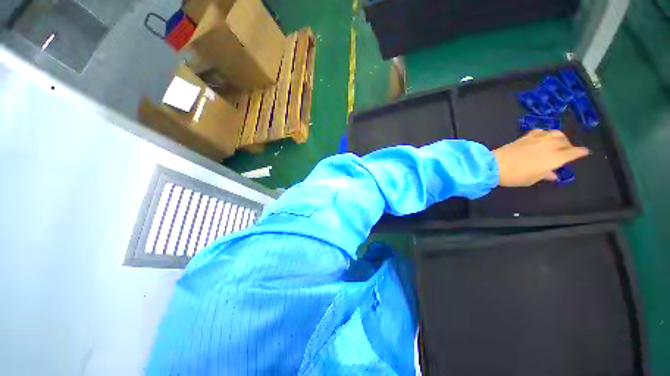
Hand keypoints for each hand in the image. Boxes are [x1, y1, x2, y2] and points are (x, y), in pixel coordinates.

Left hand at [493, 130, 589, 186]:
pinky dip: (545, 133)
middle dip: (569, 145)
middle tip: (566, 152)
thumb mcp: (533, 179)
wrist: (494, 165)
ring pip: (555, 133)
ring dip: (559, 137)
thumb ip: (546, 174)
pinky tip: (542, 138)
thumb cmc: (515, 175)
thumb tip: (553, 173)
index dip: (581, 152)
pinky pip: (540, 131)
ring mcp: (537, 138)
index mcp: (556, 157)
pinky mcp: (525, 136)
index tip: (584, 153)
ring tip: (556, 144)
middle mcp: (550, 145)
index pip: (574, 152)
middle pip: (565, 141)